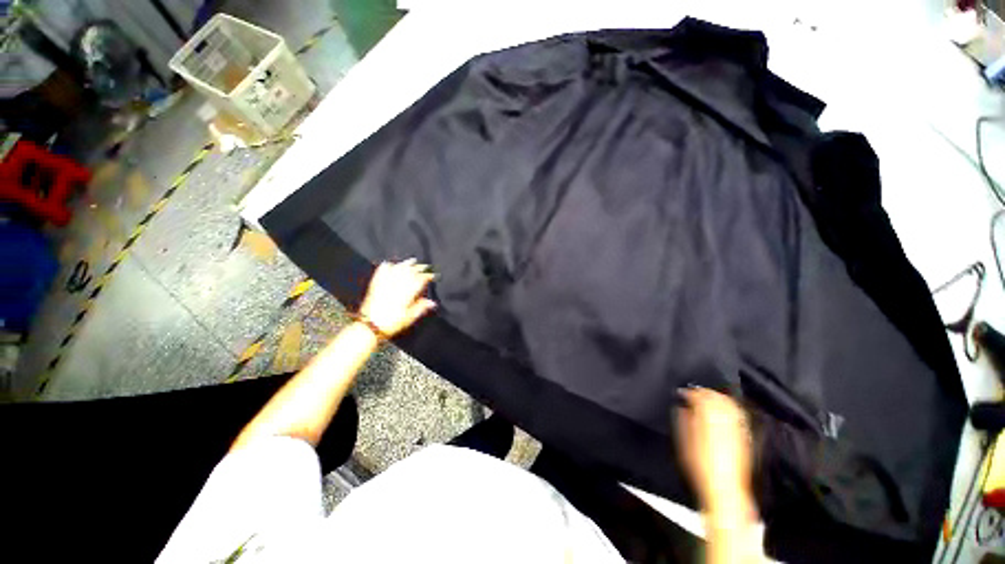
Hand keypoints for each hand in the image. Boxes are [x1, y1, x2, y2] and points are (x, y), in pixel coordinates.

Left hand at [359, 259, 436, 337]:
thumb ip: (421, 307)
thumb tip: (432, 302)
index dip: (428, 276)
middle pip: (409, 272)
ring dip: (405, 264)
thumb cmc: (391, 323)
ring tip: (412, 260)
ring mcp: (385, 284)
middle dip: (419, 268)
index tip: (433, 275)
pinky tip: (390, 263)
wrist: (370, 326)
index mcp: (406, 293)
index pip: (419, 280)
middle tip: (426, 266)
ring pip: (397, 269)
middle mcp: (396, 286)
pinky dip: (387, 266)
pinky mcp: (375, 285)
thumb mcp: (409, 318)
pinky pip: (382, 271)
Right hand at [676, 387, 754, 517]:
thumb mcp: (684, 442)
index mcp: (707, 419)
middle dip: (704, 391)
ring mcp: (736, 428)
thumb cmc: (700, 467)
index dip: (689, 392)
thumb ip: (683, 421)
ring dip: (718, 397)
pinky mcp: (745, 436)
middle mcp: (724, 420)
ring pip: (729, 403)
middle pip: (715, 397)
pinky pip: (738, 414)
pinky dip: (730, 407)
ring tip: (709, 396)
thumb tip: (683, 407)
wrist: (724, 488)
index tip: (683, 393)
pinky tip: (726, 409)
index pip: (698, 396)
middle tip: (695, 392)